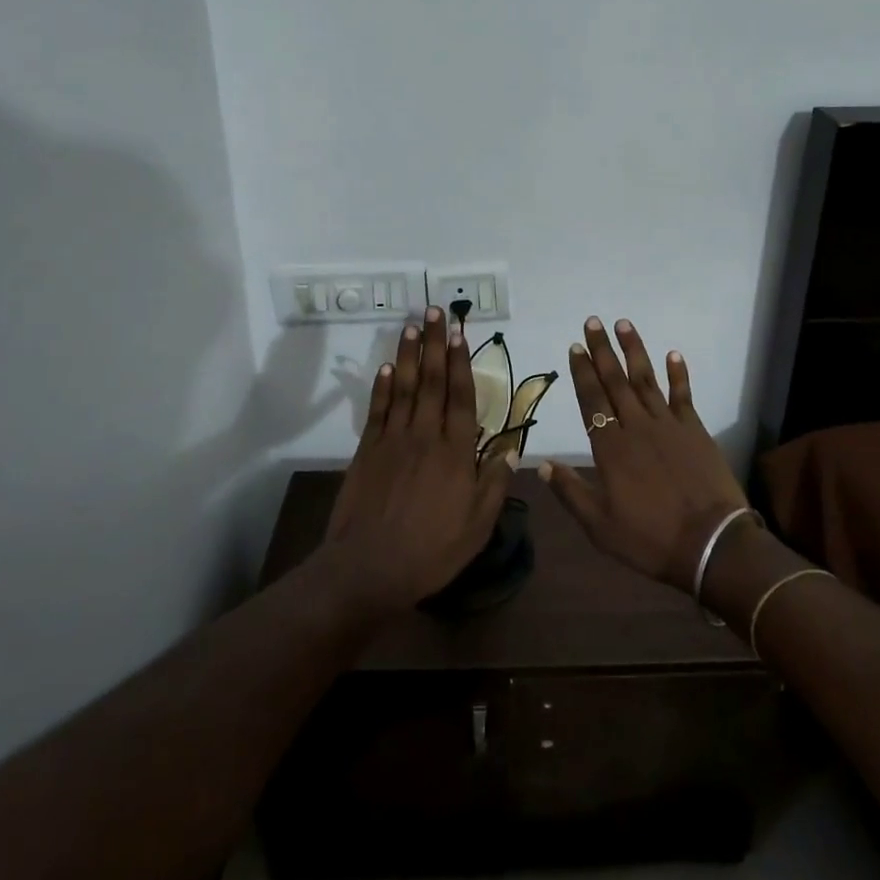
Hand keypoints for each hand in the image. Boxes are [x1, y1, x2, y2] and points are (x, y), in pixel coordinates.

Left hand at [324, 308, 517, 611]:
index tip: (459, 333)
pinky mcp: (368, 450)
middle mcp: (425, 435)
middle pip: (431, 381)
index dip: (460, 362)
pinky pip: (378, 410)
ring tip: (412, 325)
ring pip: (403, 387)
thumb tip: (512, 447)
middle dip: (434, 344)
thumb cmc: (431, 550)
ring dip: (408, 354)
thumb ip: (494, 482)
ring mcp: (393, 440)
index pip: (461, 396)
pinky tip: (386, 367)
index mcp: (455, 452)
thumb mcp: (478, 525)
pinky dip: (381, 386)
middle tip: (435, 311)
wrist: (369, 568)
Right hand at [538, 317, 748, 593]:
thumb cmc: (650, 539)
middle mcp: (636, 427)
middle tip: (593, 322)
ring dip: (634, 351)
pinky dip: (679, 374)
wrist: (712, 545)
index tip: (575, 347)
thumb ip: (570, 492)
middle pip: (615, 381)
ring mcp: (669, 426)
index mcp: (610, 448)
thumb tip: (542, 465)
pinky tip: (673, 354)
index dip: (582, 373)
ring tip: (624, 324)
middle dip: (602, 351)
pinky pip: (684, 395)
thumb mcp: (599, 526)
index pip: (591, 401)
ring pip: (646, 380)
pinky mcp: (695, 430)